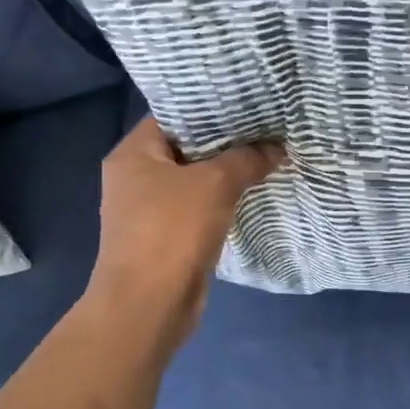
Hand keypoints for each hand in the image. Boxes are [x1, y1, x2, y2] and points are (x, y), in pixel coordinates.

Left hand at [87, 117, 281, 348]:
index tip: (248, 103)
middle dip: (226, 142)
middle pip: (185, 148)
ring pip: (194, 181)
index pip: (173, 115)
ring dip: (226, 174)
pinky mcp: (164, 238)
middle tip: (266, 129)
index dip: (210, 108)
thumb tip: (276, 148)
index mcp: (133, 154)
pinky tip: (252, 195)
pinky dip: (221, 202)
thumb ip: (247, 160)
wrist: (148, 305)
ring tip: (266, 157)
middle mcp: (134, 178)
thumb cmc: (172, 231)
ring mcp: (148, 210)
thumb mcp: (215, 185)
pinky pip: (197, 209)